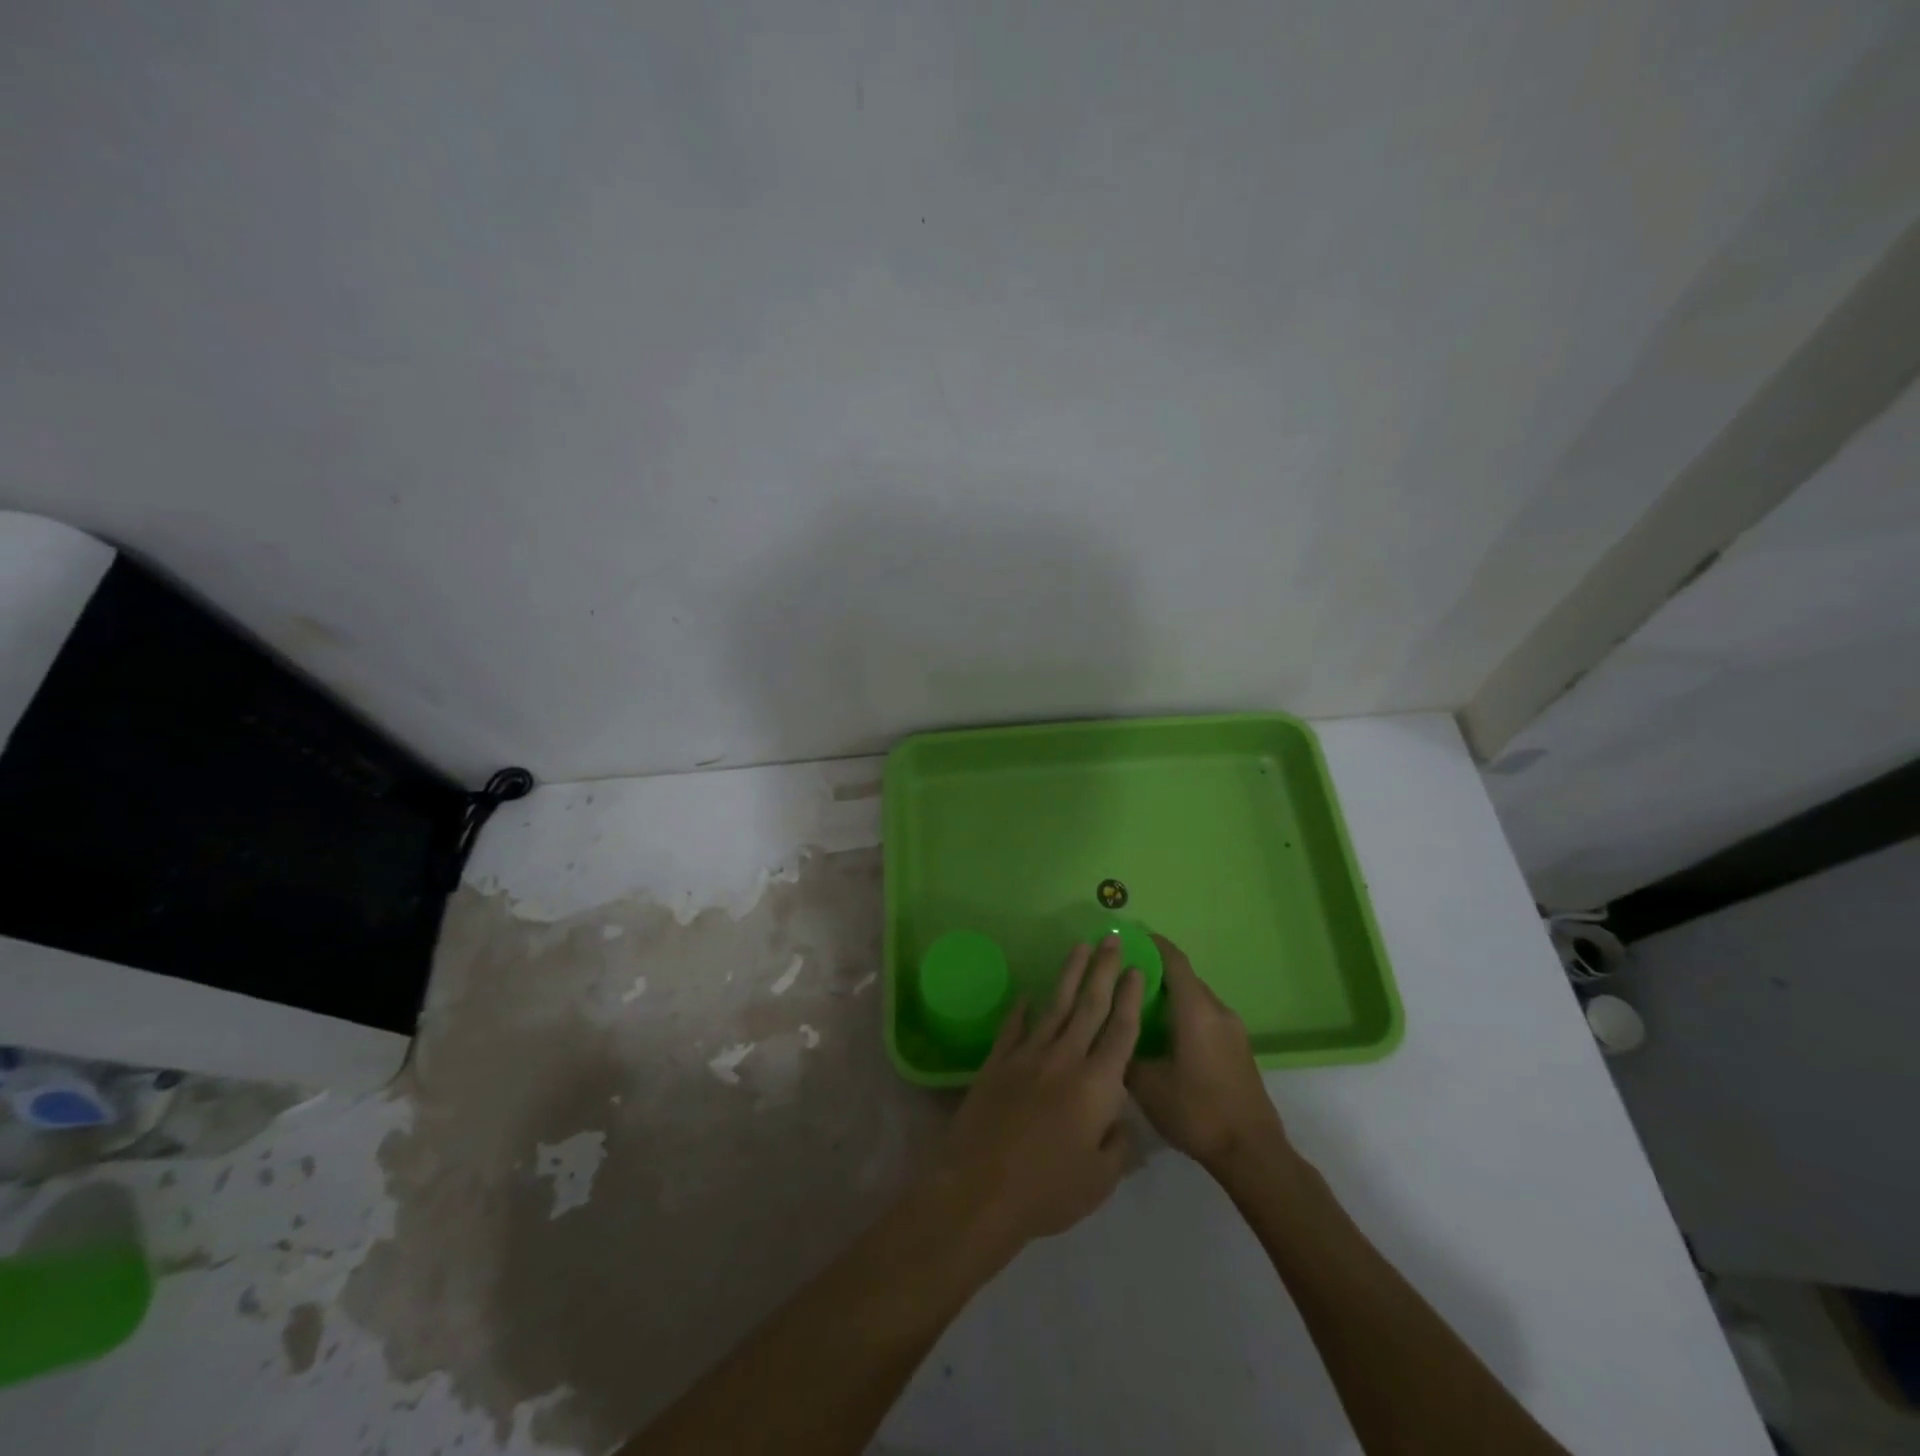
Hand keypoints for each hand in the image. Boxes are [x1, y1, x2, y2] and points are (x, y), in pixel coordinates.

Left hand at [934, 936, 1143, 1251]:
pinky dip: (1021, 1010)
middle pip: (1090, 1006)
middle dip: (1103, 970)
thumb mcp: (1100, 1180)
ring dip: (1069, 976)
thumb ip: (1118, 1144)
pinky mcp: (997, 1062)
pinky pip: (1014, 1027)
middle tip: (1110, 938)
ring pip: (1055, 1007)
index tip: (1136, 968)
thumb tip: (1120, 1118)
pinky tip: (1027, 994)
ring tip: (1079, 948)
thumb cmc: (1048, 1190)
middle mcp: (1065, 1058)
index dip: (1130, 998)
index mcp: (1097, 1084)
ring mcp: (1028, 1055)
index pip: (1121, 1031)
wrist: (981, 1188)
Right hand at [1126, 935, 1289, 1172]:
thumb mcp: (1146, 1084)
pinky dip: (1184, 1018)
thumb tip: (1110, 1034)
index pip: (1174, 961)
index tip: (1130, 938)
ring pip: (1196, 1001)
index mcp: (1196, 1009)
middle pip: (1185, 979)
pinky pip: (1207, 1019)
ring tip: (1139, 1011)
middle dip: (1155, 975)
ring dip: (1170, 999)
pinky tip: (1164, 1040)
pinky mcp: (1239, 1051)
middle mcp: (1218, 1011)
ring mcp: (1233, 1031)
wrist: (1252, 1153)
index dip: (1153, 945)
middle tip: (1124, 981)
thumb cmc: (1197, 1111)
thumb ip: (1125, 1051)